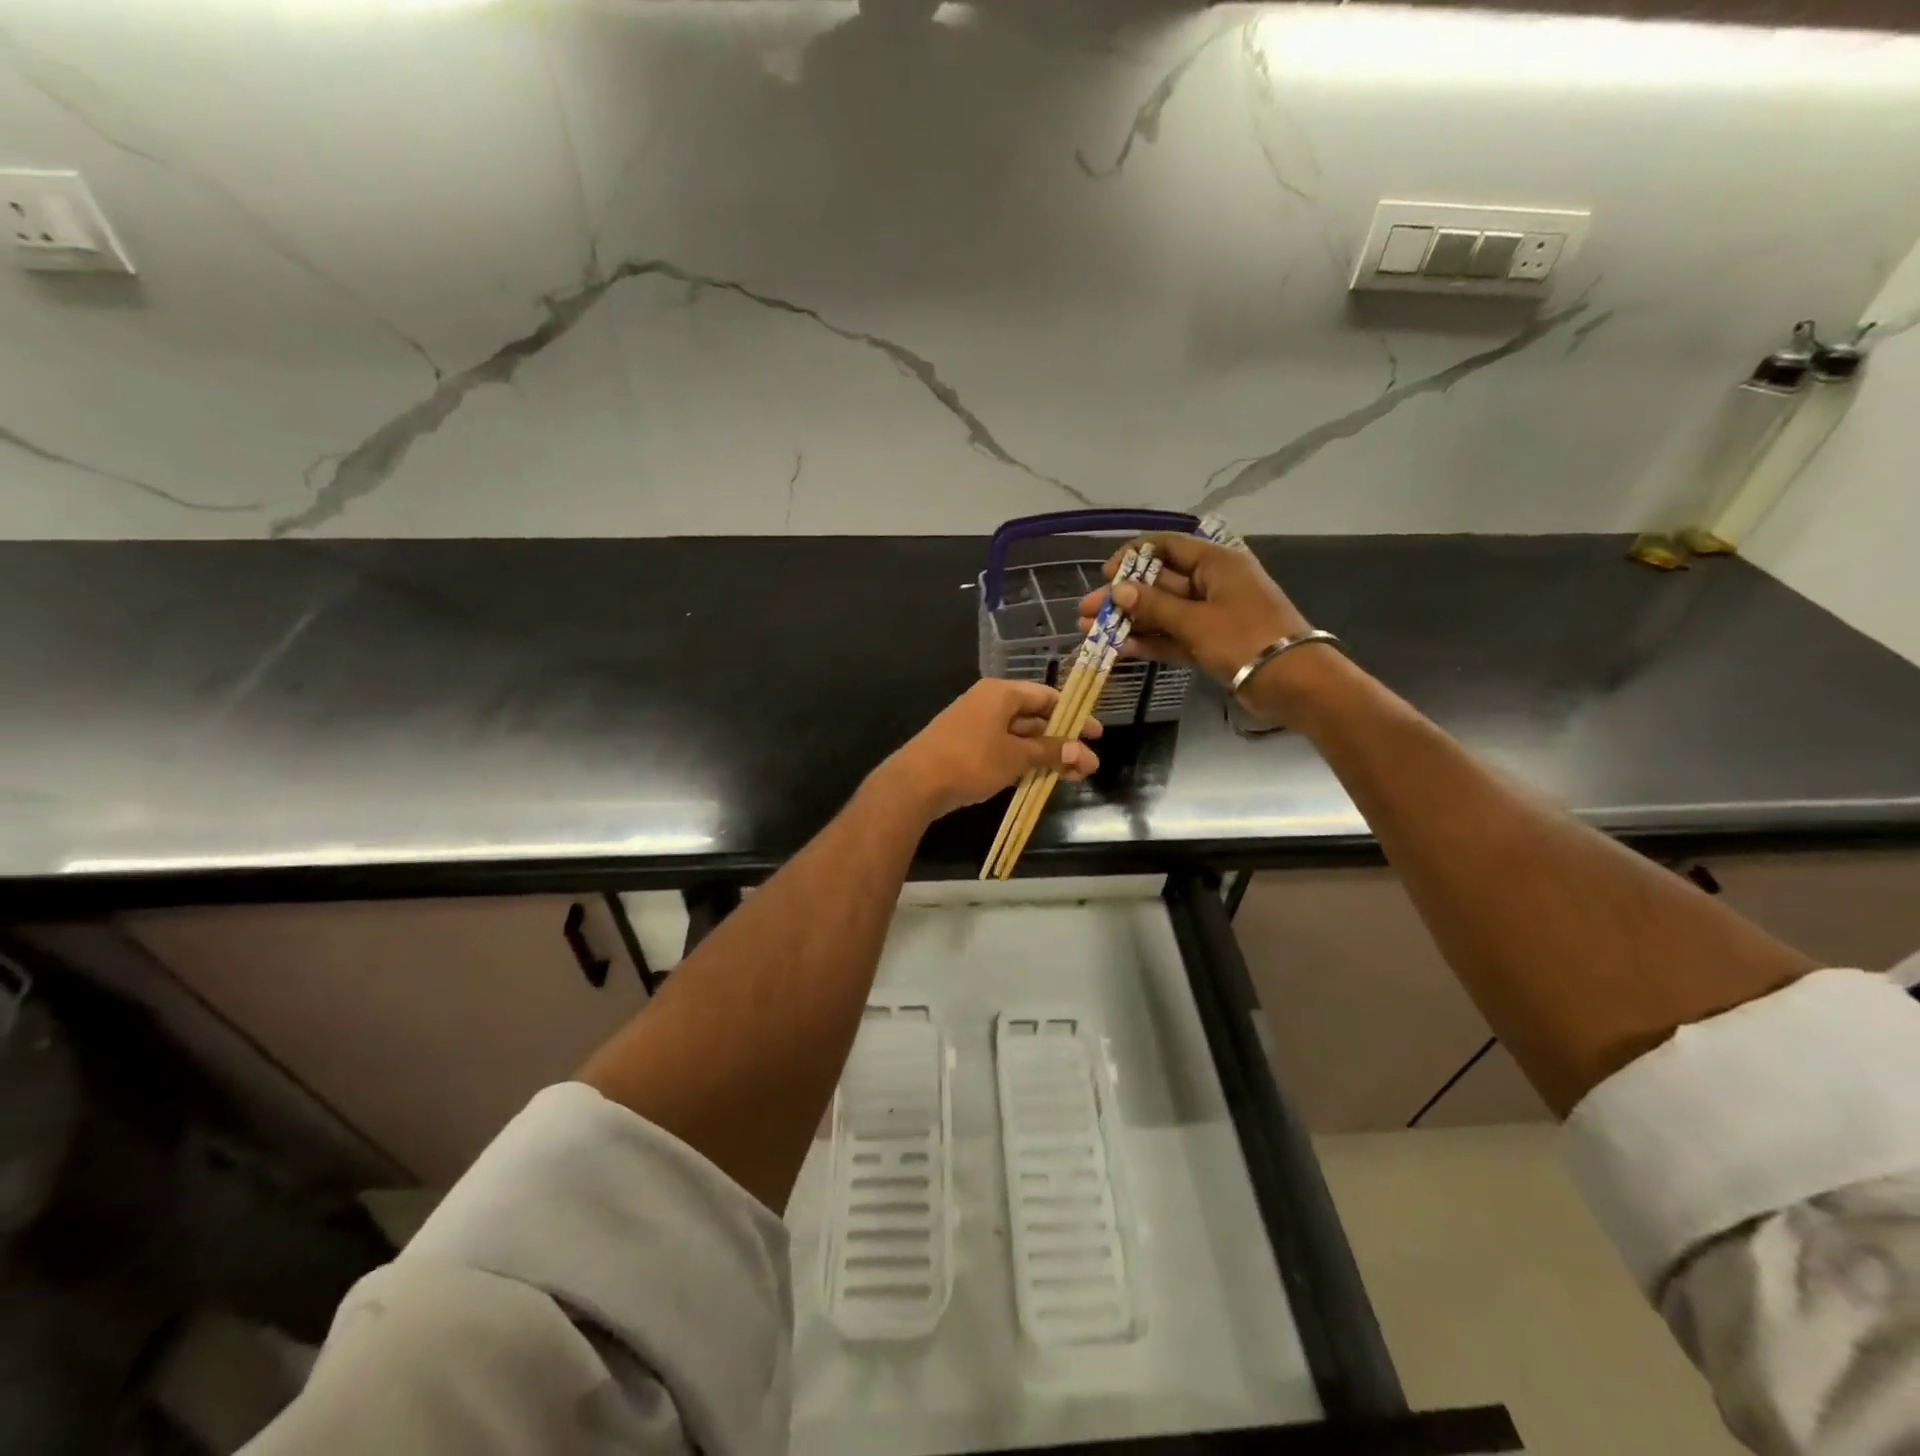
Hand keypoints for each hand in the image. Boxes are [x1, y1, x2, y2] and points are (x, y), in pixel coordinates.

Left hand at [880, 680, 1102, 820]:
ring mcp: (975, 726)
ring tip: (1072, 777)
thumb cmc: (971, 760)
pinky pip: (1003, 749)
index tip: (1095, 735)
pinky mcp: (966, 748)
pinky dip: (1023, 762)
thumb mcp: (1016, 756)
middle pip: (1034, 718)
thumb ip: (1050, 752)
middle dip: (1062, 741)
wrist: (915, 783)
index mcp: (1001, 693)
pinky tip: (1040, 780)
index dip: (1074, 715)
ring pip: (1019, 737)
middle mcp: (988, 703)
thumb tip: (1083, 752)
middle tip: (1088, 765)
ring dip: (1045, 755)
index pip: (1046, 697)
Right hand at [1076, 535, 1345, 727]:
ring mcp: (1211, 615)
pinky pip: (1173, 636)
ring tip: (1090, 633)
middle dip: (1122, 597)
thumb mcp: (1196, 620)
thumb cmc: (1246, 639)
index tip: (1105, 575)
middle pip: (1159, 583)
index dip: (1133, 557)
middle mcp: (1212, 583)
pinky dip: (1149, 641)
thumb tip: (1118, 590)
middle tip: (1086, 612)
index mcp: (1216, 563)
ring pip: (1162, 613)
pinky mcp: (1211, 642)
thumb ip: (1154, 606)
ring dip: (1129, 622)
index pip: (1167, 546)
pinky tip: (1119, 649)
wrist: (1293, 682)